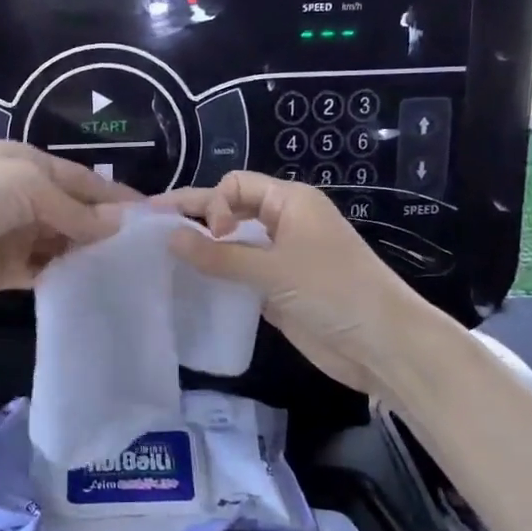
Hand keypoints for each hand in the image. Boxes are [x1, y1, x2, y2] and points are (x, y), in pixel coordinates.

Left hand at [0, 142, 137, 304]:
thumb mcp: (29, 185)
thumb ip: (74, 209)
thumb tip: (118, 226)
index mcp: (28, 165)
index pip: (81, 179)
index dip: (114, 195)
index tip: (151, 215)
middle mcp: (24, 197)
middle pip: (74, 212)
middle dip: (105, 227)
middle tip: (146, 249)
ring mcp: (15, 235)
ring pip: (62, 244)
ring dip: (88, 253)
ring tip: (129, 269)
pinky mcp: (7, 270)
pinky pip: (45, 272)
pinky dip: (67, 276)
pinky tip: (95, 285)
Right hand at [157, 171, 412, 395]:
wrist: (381, 345)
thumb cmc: (334, 292)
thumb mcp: (274, 270)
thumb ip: (220, 255)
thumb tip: (169, 237)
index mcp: (290, 202)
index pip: (235, 185)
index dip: (214, 204)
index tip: (212, 235)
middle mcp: (283, 223)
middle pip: (230, 210)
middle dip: (194, 216)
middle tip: (149, 223)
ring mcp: (280, 257)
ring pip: (232, 243)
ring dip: (202, 247)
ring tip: (160, 255)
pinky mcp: (277, 289)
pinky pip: (239, 273)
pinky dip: (215, 275)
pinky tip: (188, 283)